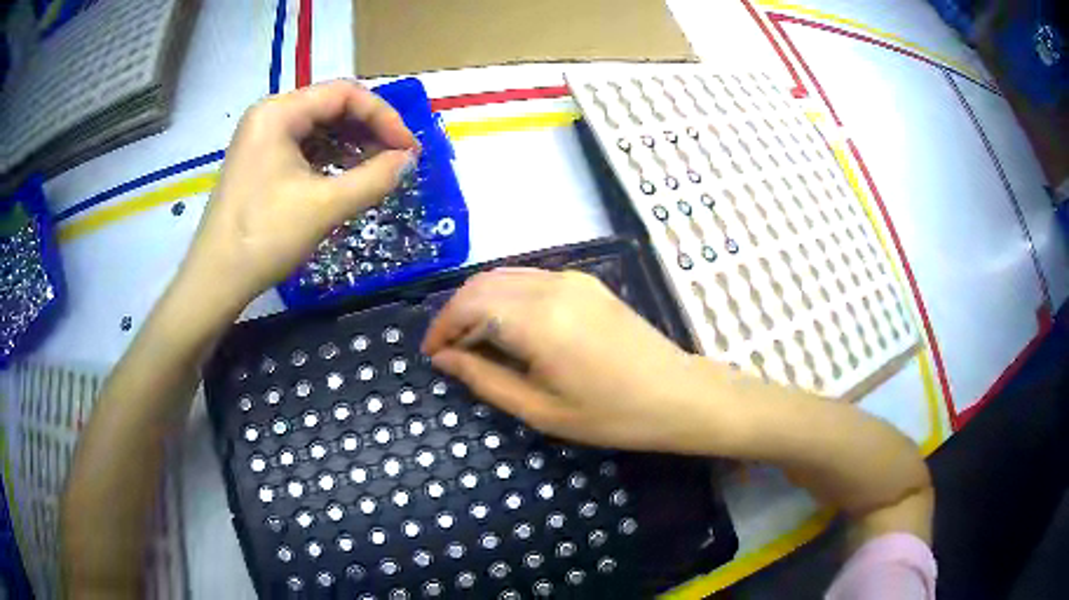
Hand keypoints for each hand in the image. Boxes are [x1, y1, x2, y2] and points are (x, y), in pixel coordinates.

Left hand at [178, 80, 418, 313]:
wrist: (216, 281)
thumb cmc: (265, 237)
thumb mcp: (325, 206)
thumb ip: (374, 178)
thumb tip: (409, 160)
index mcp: (279, 112)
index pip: (344, 94)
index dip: (384, 117)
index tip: (409, 150)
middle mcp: (270, 115)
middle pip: (332, 107)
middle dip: (369, 130)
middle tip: (398, 159)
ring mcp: (262, 138)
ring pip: (319, 127)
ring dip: (353, 144)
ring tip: (379, 169)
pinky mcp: (260, 161)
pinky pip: (305, 147)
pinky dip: (331, 158)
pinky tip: (349, 176)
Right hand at [422, 268, 722, 452]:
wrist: (677, 394)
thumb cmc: (611, 414)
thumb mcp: (541, 409)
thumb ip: (485, 379)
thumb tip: (446, 358)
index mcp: (538, 318)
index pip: (469, 304)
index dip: (442, 326)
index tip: (432, 355)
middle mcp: (551, 285)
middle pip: (483, 283)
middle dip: (456, 313)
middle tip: (449, 351)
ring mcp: (572, 278)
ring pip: (506, 277)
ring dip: (480, 303)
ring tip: (474, 342)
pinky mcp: (586, 282)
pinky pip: (531, 280)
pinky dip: (507, 298)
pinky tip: (509, 328)